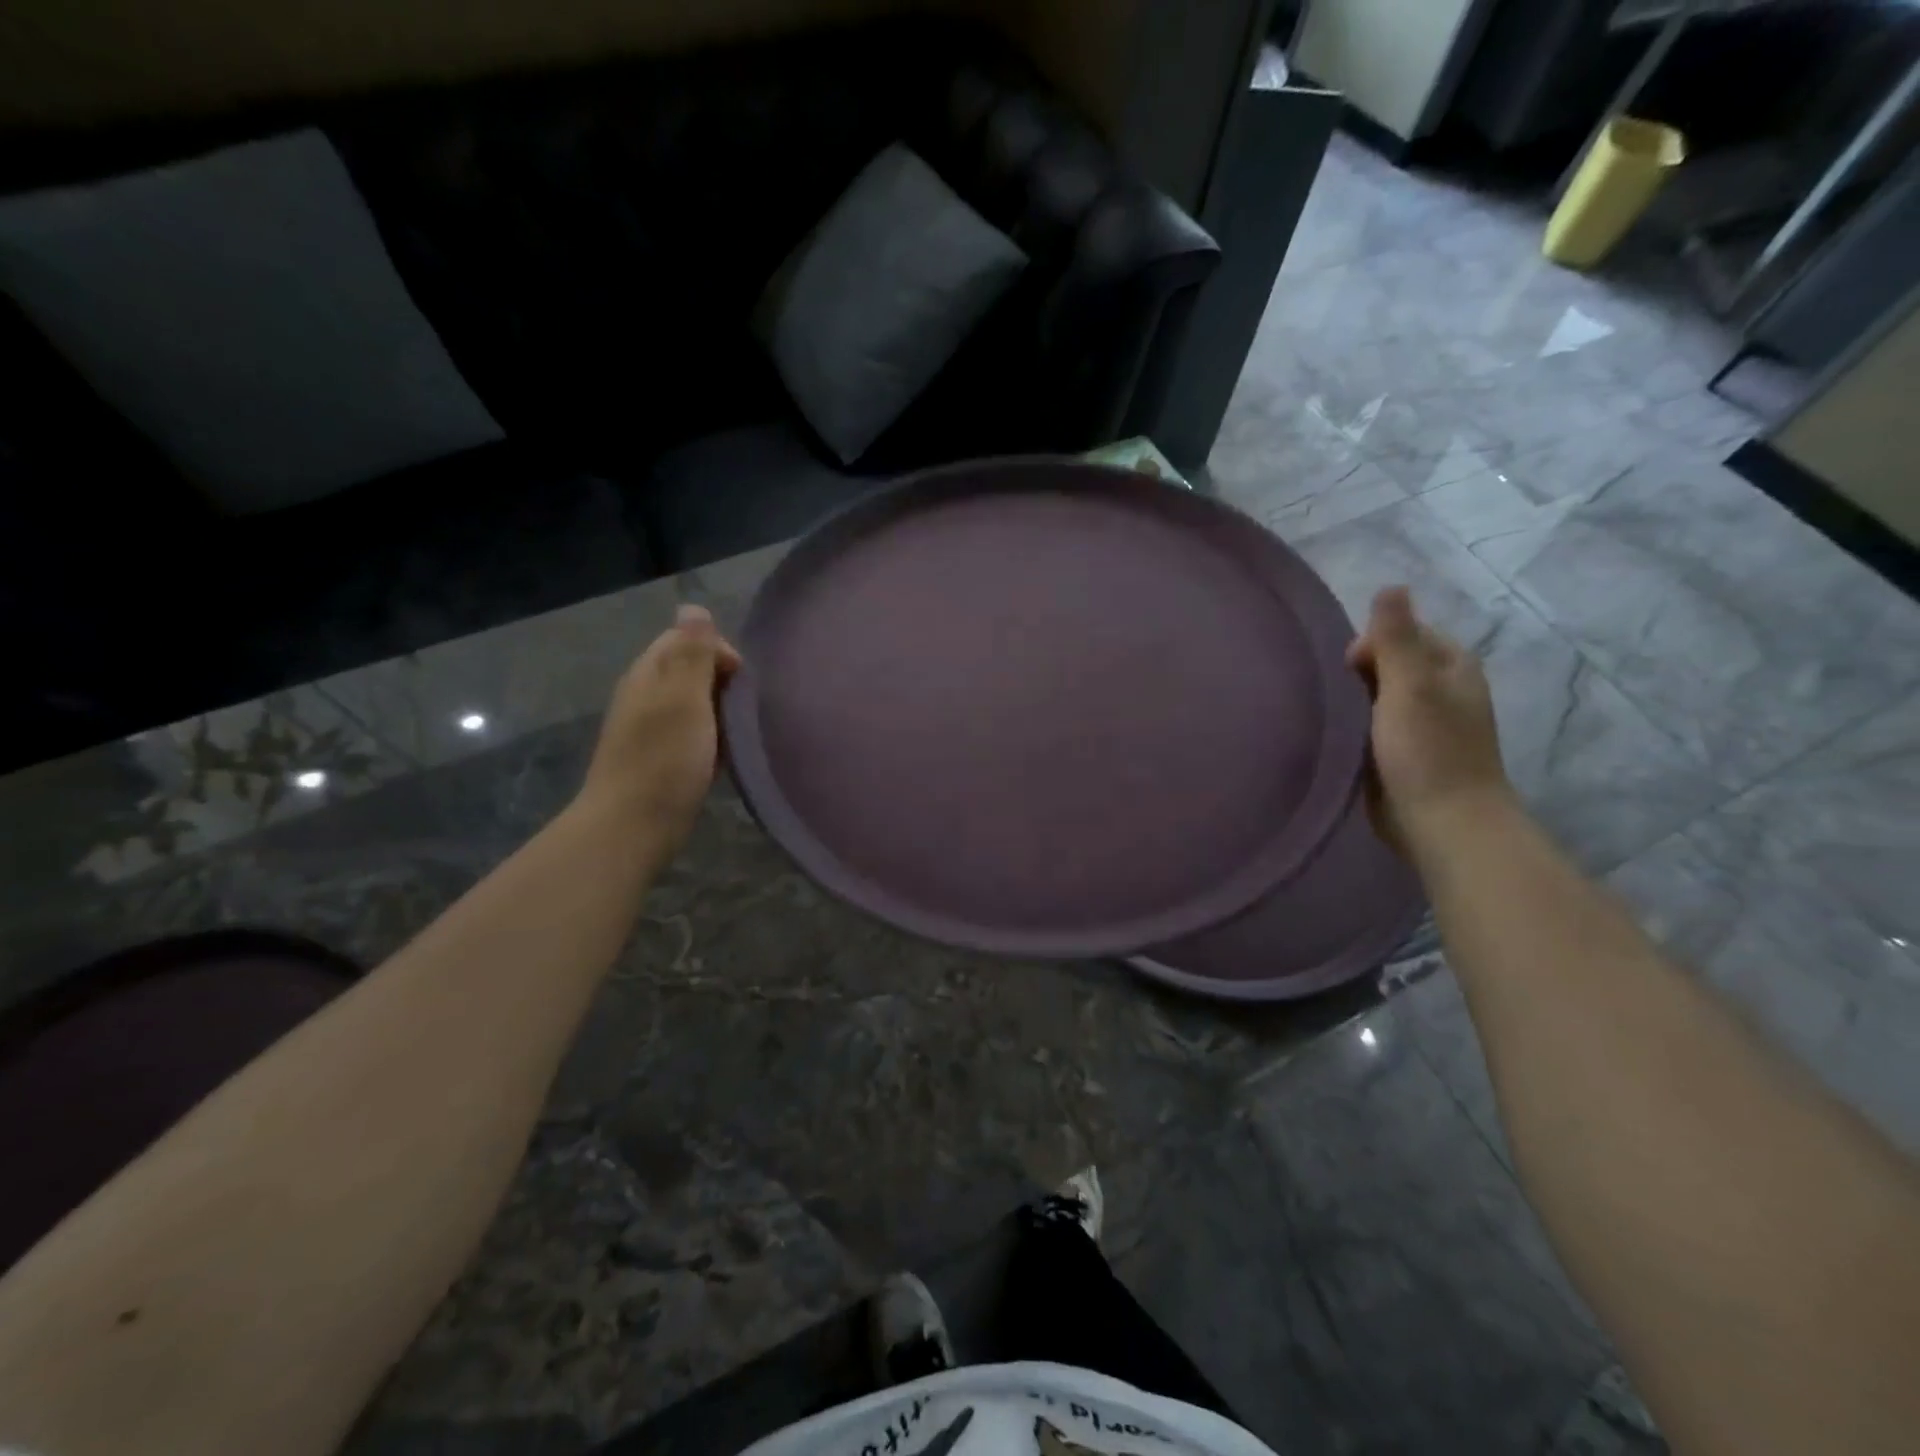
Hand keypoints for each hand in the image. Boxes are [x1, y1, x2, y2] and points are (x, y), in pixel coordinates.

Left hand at [579, 605, 741, 847]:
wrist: (633, 827)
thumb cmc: (664, 760)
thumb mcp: (684, 699)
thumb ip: (692, 653)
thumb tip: (693, 606)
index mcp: (649, 674)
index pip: (684, 638)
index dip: (717, 651)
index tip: (742, 680)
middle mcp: (646, 695)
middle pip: (690, 670)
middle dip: (722, 683)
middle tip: (744, 710)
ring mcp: (650, 729)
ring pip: (694, 704)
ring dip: (720, 713)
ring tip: (740, 734)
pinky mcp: (659, 758)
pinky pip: (692, 734)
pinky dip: (712, 739)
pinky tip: (726, 757)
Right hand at [1345, 587, 1510, 854]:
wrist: (1442, 823)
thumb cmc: (1428, 750)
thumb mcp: (1410, 684)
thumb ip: (1396, 637)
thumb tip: (1391, 585)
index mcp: (1452, 665)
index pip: (1403, 631)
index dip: (1371, 643)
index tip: (1349, 669)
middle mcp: (1441, 688)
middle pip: (1388, 663)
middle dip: (1358, 674)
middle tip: (1340, 699)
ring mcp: (1423, 723)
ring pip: (1377, 696)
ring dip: (1353, 702)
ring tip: (1333, 717)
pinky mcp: (1403, 752)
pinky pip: (1372, 726)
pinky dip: (1355, 727)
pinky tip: (1339, 737)